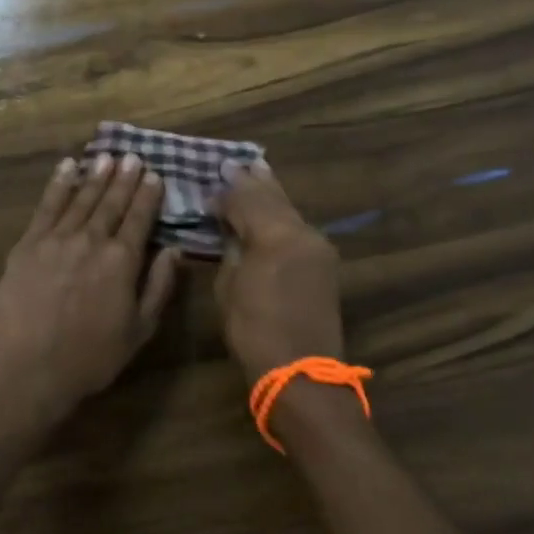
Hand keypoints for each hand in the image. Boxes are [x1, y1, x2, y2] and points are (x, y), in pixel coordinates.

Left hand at [0, 153, 182, 428]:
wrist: (30, 370)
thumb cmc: (91, 358)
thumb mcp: (139, 330)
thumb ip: (159, 286)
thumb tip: (174, 250)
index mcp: (122, 261)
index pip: (139, 218)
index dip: (147, 195)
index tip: (154, 175)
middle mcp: (91, 240)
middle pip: (111, 202)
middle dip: (124, 178)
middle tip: (132, 156)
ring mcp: (56, 239)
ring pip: (80, 199)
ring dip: (95, 176)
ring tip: (106, 157)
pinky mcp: (27, 245)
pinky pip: (46, 207)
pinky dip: (58, 185)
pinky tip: (66, 168)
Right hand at [215, 160, 344, 382]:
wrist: (302, 372)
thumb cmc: (254, 331)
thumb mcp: (229, 286)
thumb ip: (232, 249)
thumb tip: (231, 228)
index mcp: (276, 235)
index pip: (246, 199)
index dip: (226, 191)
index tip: (210, 182)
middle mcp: (302, 232)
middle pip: (274, 197)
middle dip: (254, 180)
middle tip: (236, 162)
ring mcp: (318, 246)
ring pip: (289, 209)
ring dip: (271, 193)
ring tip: (256, 172)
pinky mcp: (324, 262)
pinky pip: (298, 228)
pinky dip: (281, 215)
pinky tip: (272, 209)